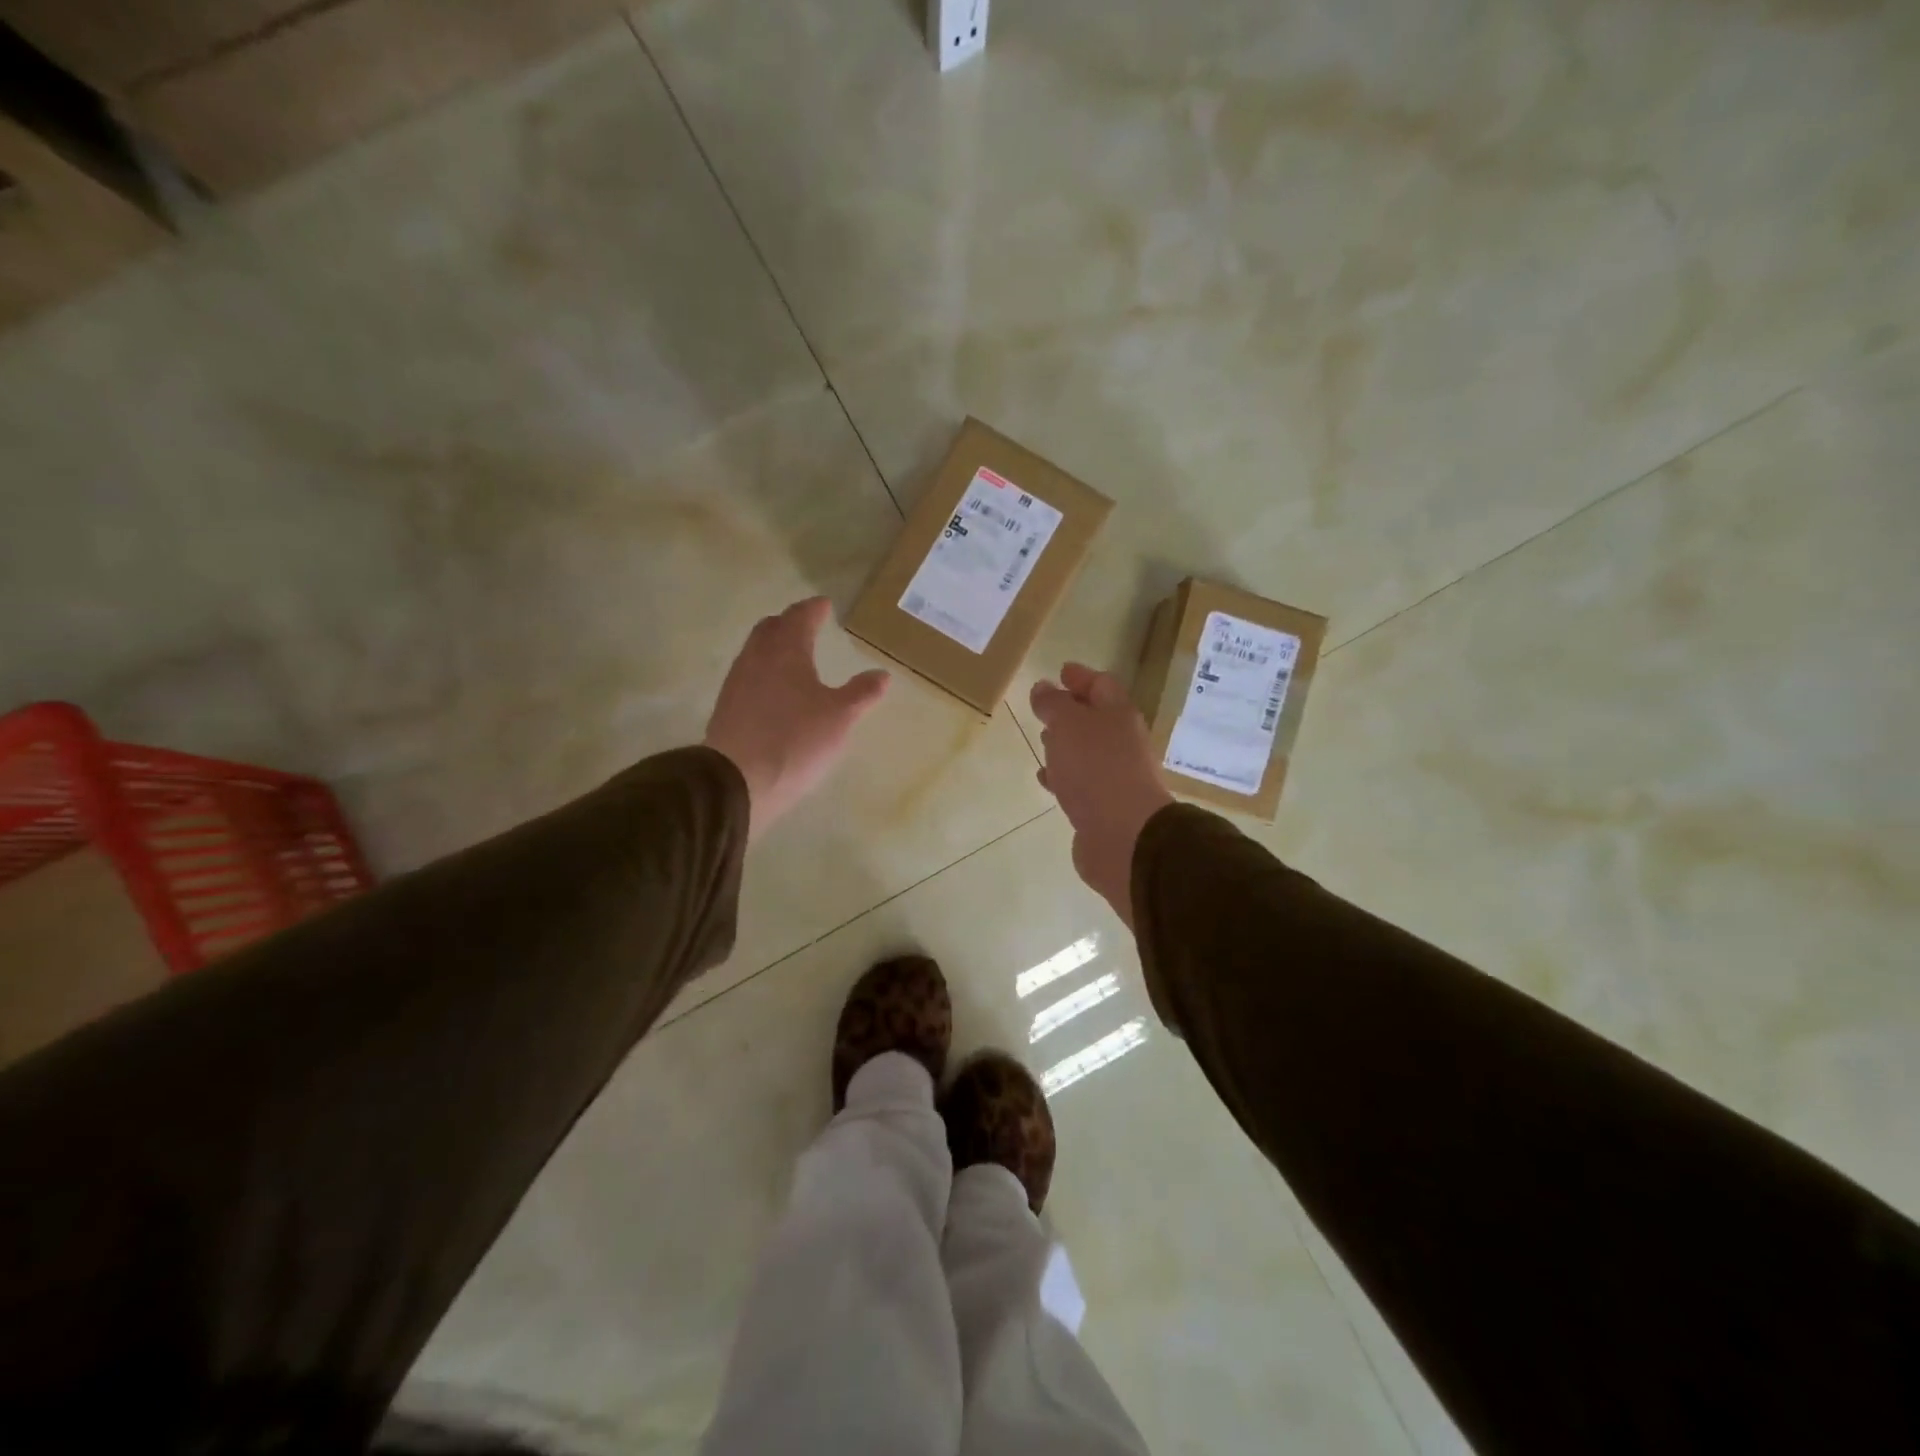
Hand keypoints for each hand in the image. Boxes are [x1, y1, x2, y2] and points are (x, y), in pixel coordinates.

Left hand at [704, 598, 889, 838]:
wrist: (737, 780)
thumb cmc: (795, 741)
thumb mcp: (839, 718)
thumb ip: (861, 693)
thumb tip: (882, 674)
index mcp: (786, 651)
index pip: (800, 617)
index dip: (814, 609)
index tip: (824, 604)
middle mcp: (757, 658)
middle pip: (771, 628)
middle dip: (789, 622)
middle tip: (806, 623)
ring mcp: (737, 682)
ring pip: (756, 651)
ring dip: (774, 645)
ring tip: (792, 654)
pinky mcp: (727, 707)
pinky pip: (748, 675)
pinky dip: (764, 670)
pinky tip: (774, 688)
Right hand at [1030, 664, 1173, 925]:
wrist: (1124, 836)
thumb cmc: (1096, 769)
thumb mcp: (1068, 725)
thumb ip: (1053, 704)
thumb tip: (1044, 687)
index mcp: (1119, 716)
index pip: (1102, 685)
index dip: (1082, 676)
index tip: (1061, 671)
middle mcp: (1122, 743)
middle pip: (1097, 719)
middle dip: (1072, 711)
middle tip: (1046, 708)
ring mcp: (1116, 777)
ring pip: (1087, 752)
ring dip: (1066, 745)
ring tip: (1042, 740)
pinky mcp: (1104, 807)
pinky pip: (1081, 783)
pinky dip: (1064, 776)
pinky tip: (1047, 779)